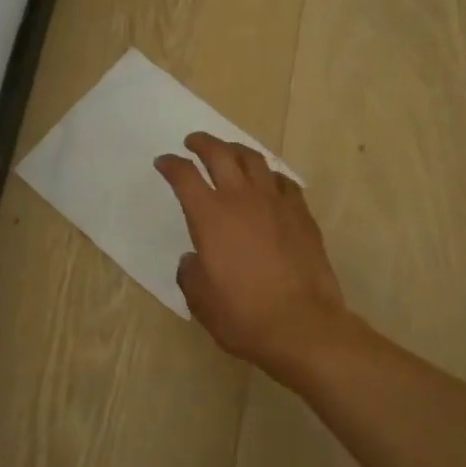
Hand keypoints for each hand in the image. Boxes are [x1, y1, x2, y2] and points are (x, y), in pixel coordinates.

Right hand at [153, 132, 347, 376]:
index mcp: (209, 216)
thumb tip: (194, 260)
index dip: (171, 165)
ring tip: (229, 151)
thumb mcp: (201, 300)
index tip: (163, 162)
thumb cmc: (243, 315)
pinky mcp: (301, 214)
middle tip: (193, 141)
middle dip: (202, 143)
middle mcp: (241, 199)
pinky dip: (270, 175)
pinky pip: (283, 182)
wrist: (302, 325)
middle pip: (219, 154)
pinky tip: (268, 182)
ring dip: (236, 150)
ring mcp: (275, 203)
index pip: (184, 176)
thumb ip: (191, 273)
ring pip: (254, 160)